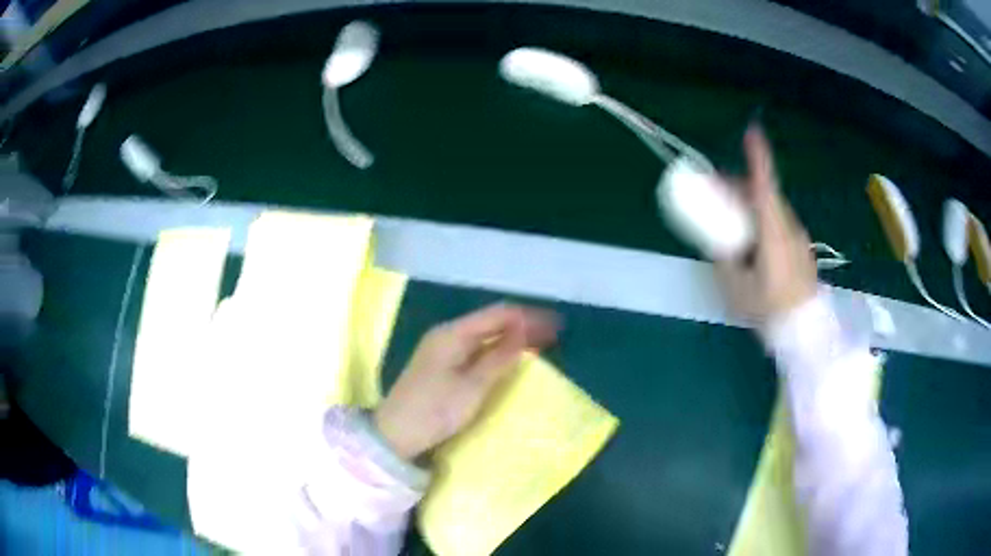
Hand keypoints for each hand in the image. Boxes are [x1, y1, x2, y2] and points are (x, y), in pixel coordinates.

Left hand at [374, 303, 558, 460]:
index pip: (498, 314)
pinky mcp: (441, 363)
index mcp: (452, 333)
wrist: (395, 433)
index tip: (555, 326)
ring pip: (483, 335)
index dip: (528, 317)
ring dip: (511, 337)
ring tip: (538, 344)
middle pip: (491, 321)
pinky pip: (475, 347)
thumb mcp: (473, 387)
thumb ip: (500, 358)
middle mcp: (446, 334)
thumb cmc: (435, 410)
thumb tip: (525, 332)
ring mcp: (441, 348)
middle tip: (553, 335)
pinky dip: (496, 350)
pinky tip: (509, 357)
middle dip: (522, 325)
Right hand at [714, 125, 817, 327]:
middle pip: (764, 196)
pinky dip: (761, 223)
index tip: (752, 132)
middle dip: (738, 188)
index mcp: (773, 232)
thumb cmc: (770, 310)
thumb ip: (725, 256)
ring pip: (772, 211)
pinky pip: (779, 226)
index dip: (759, 158)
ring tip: (730, 223)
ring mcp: (798, 239)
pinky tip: (752, 245)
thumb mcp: (736, 286)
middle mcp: (789, 228)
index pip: (765, 186)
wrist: (806, 333)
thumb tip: (717, 238)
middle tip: (714, 193)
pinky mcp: (801, 251)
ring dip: (750, 207)